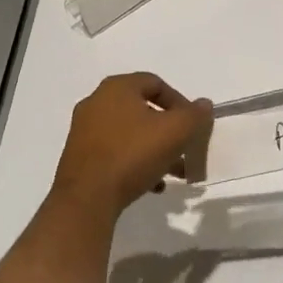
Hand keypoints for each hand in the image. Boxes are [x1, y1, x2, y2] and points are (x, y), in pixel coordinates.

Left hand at [50, 73, 212, 214]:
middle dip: (169, 130)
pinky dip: (134, 162)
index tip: (192, 125)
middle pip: (143, 109)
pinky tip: (151, 185)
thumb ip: (195, 115)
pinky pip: (114, 152)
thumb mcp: (175, 132)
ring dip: (154, 149)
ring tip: (172, 172)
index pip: (156, 83)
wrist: (86, 198)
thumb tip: (204, 104)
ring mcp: (84, 130)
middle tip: (184, 149)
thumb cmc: (133, 154)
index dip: (180, 102)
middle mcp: (96, 102)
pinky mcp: (79, 156)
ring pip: (130, 133)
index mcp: (117, 87)